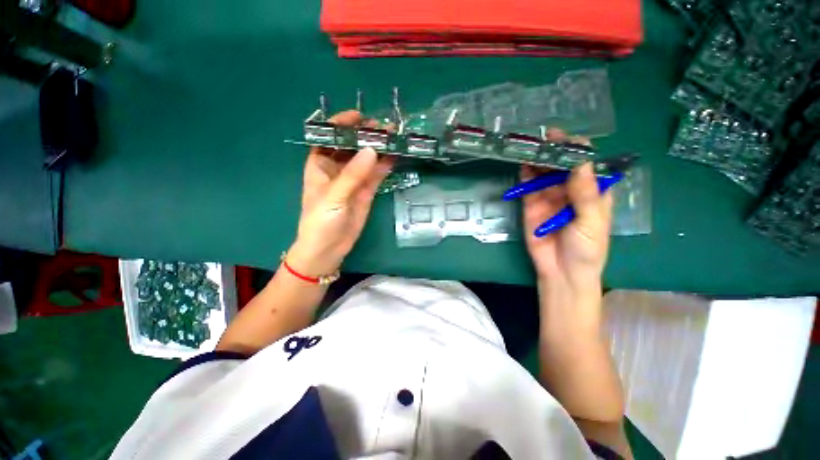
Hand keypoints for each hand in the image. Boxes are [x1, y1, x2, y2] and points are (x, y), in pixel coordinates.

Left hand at [288, 110, 394, 276]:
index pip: (329, 138)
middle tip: (384, 126)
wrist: (329, 249)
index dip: (342, 125)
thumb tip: (372, 150)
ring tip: (394, 137)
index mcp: (320, 165)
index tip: (359, 116)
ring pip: (367, 160)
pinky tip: (395, 155)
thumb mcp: (333, 196)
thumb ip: (353, 175)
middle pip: (351, 147)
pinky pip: (376, 175)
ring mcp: (354, 181)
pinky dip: (385, 166)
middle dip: (365, 135)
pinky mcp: (367, 192)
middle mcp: (337, 169)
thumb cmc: (320, 221)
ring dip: (379, 149)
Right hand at [522, 129, 612, 290]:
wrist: (561, 271)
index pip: (588, 164)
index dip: (579, 150)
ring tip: (532, 147)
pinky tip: (523, 165)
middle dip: (555, 150)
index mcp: (593, 190)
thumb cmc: (586, 248)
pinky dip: (525, 176)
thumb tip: (581, 163)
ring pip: (543, 173)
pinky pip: (528, 187)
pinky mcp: (531, 205)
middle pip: (563, 165)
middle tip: (546, 138)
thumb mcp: (591, 222)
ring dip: (538, 160)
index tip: (568, 140)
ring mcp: (549, 196)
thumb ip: (585, 195)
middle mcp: (571, 189)